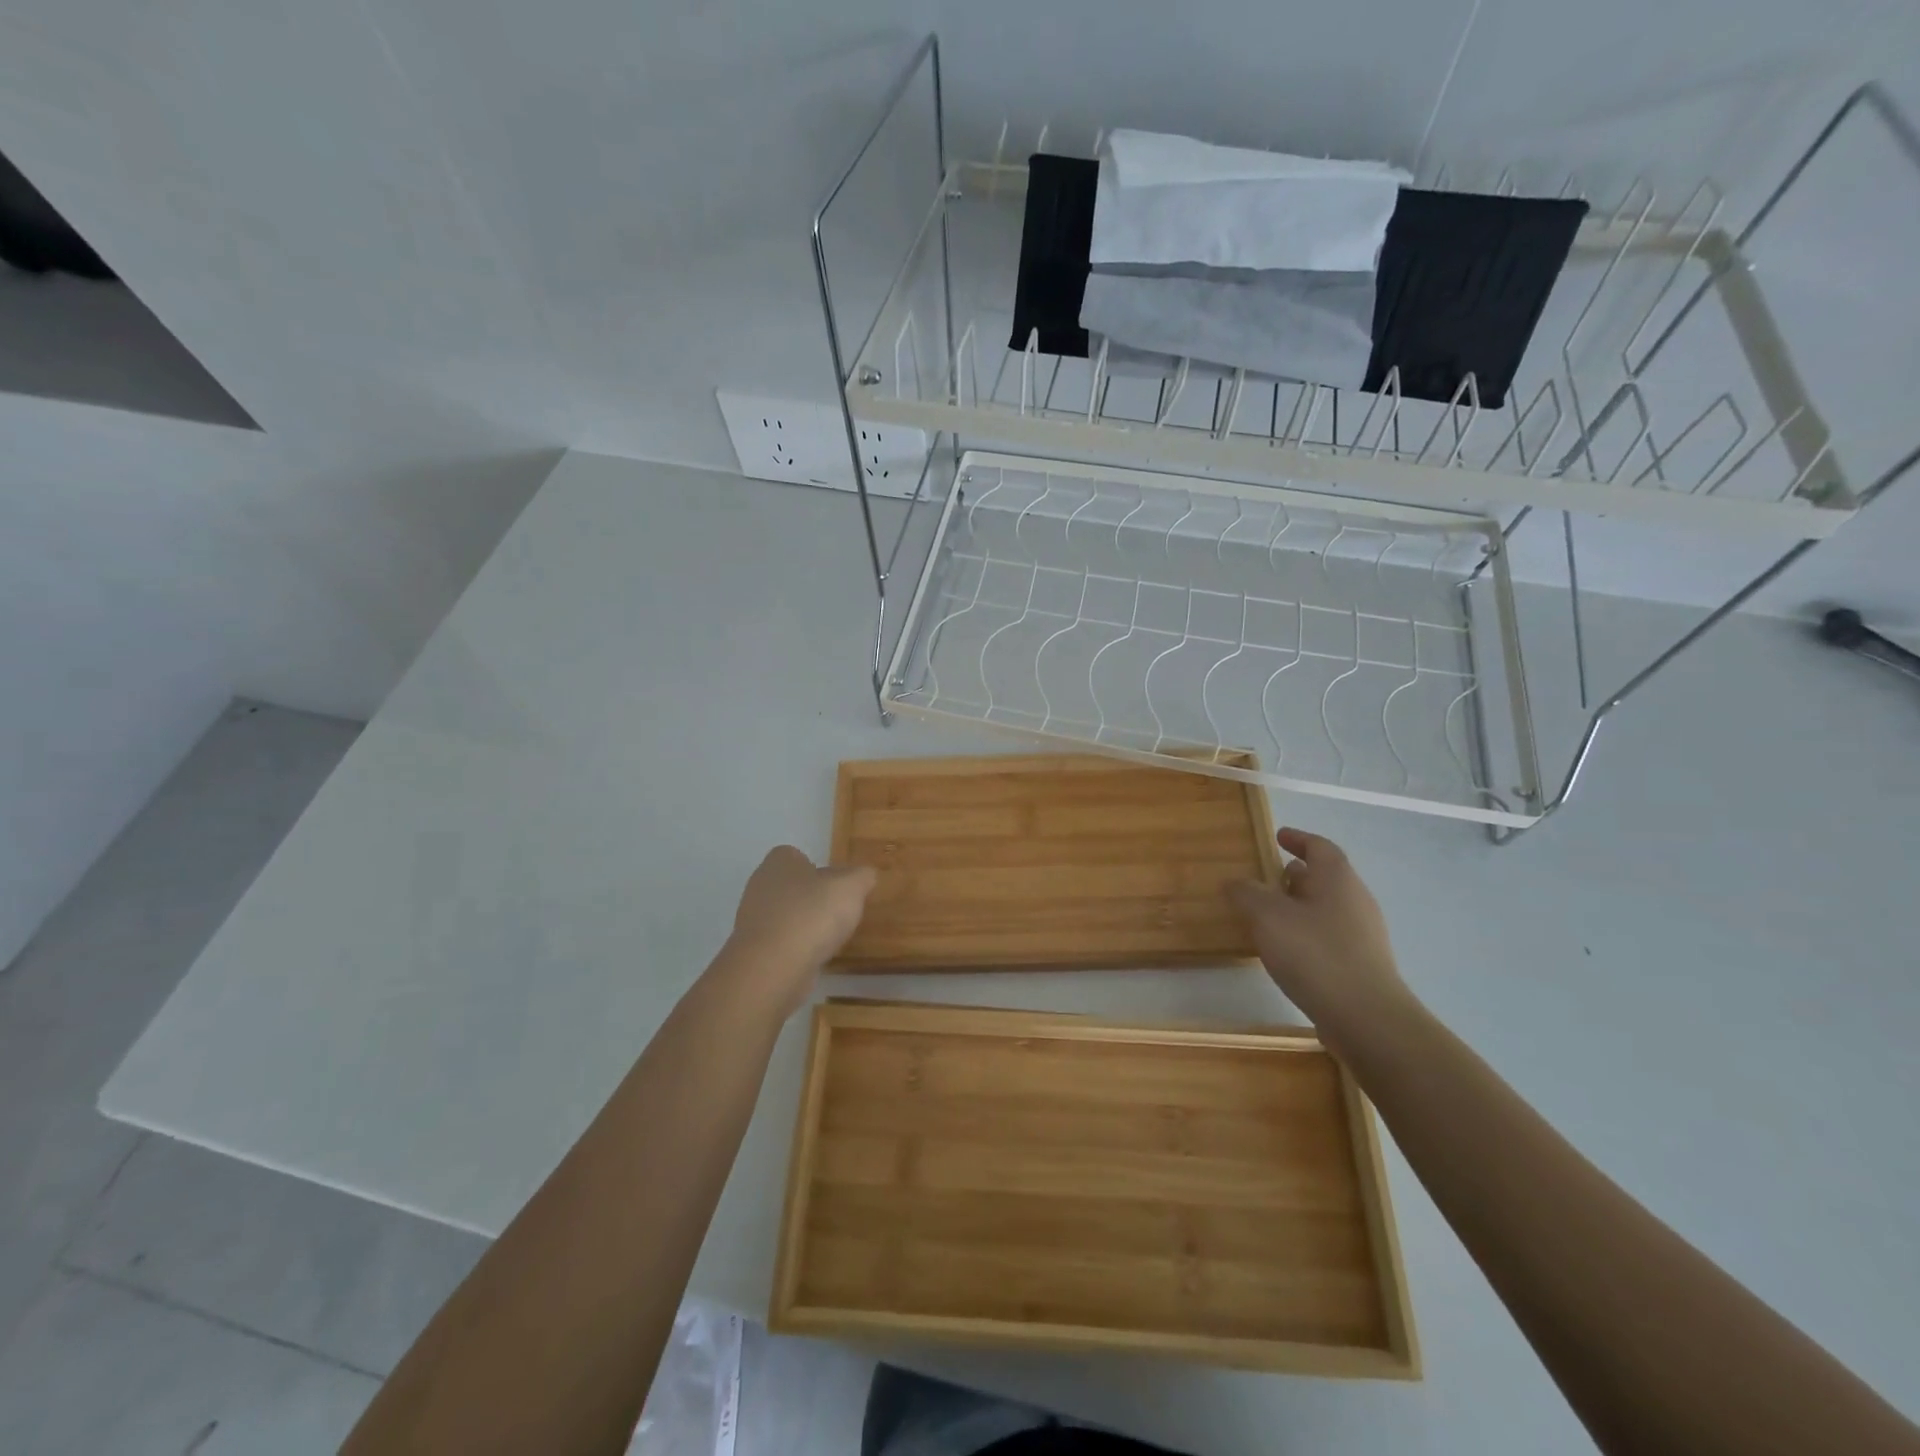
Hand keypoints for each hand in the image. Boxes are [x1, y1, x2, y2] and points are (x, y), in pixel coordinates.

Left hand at [716, 846, 876, 1017]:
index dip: (817, 868)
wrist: (773, 968)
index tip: (836, 885)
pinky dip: (797, 949)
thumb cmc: (812, 915)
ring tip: (830, 939)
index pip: (796, 856)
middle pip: (791, 887)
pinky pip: (781, 944)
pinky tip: (814, 958)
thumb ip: (861, 876)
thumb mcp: (851, 887)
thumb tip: (864, 875)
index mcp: (779, 862)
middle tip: (838, 912)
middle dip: (812, 898)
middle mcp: (760, 887)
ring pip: (786, 917)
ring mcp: (753, 921)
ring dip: (805, 926)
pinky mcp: (754, 952)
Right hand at [1227, 828, 1410, 1034]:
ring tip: (1268, 915)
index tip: (1278, 836)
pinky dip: (1306, 933)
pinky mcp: (1361, 965)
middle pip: (1325, 877)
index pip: (1319, 847)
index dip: (1298, 839)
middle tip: (1266, 877)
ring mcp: (1363, 935)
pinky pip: (1329, 936)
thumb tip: (1235, 882)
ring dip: (1299, 906)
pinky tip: (1285, 950)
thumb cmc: (1315, 954)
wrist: (1366, 1018)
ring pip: (1326, 908)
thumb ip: (1247, 893)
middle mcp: (1355, 900)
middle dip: (1296, 875)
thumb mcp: (1267, 917)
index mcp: (1338, 879)